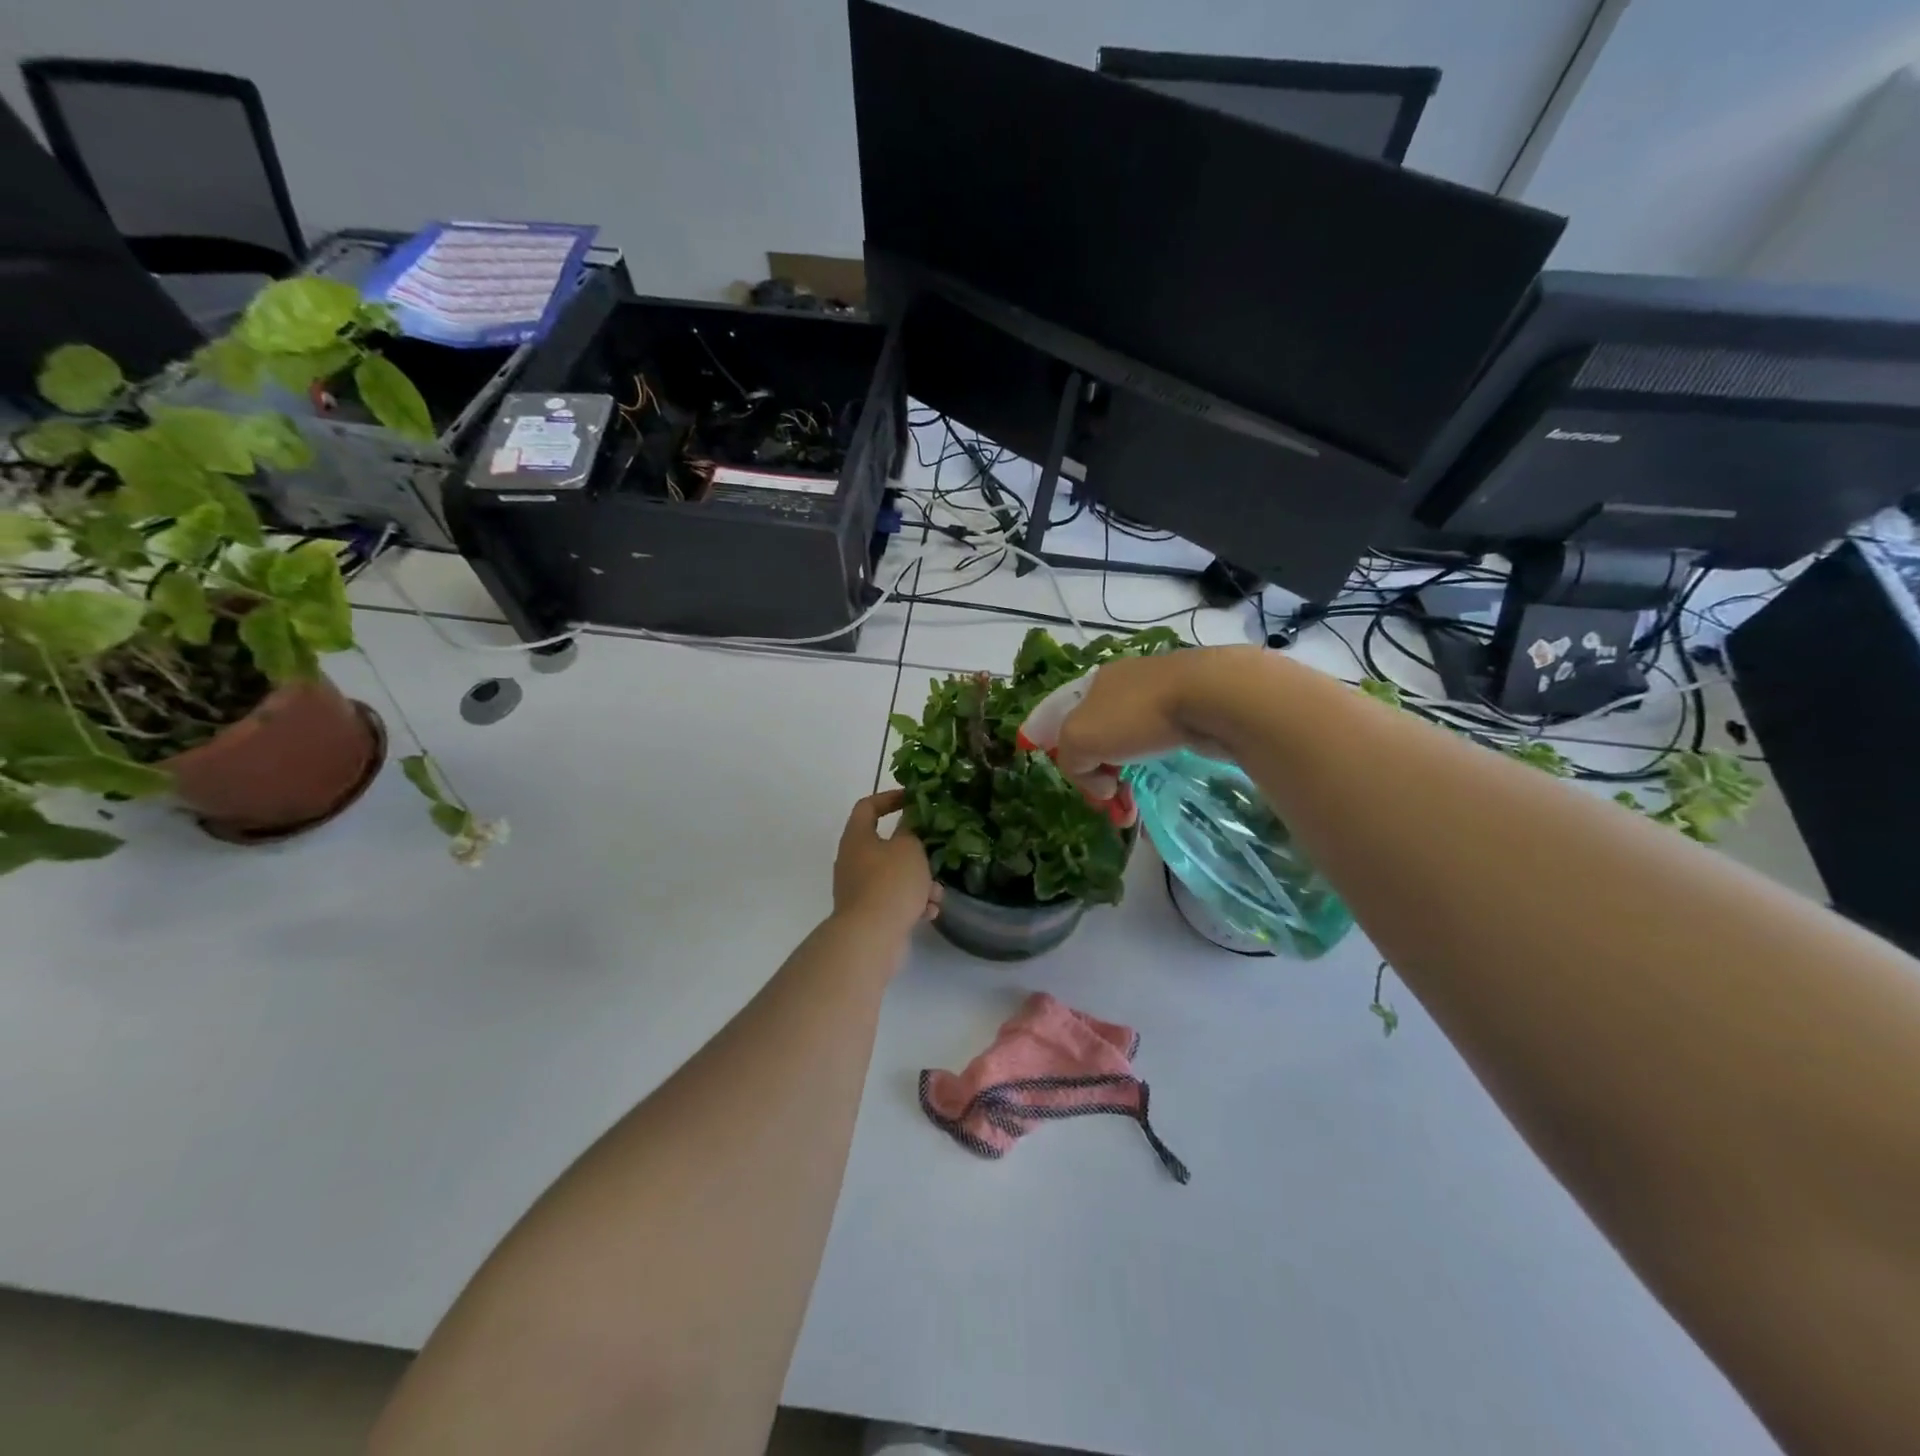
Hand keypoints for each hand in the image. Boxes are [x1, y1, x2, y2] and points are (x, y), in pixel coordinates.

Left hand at [833, 790, 940, 936]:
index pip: (867, 807)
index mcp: (857, 838)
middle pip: (884, 845)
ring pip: (893, 876)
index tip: (914, 800)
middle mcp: (853, 861)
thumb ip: (911, 830)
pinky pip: (894, 900)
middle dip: (914, 851)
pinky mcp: (869, 914)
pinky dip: (912, 903)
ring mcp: (858, 889)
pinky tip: (929, 912)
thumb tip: (908, 820)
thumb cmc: (890, 883)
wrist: (870, 937)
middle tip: (935, 851)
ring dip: (918, 881)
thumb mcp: (909, 848)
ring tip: (937, 893)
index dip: (889, 798)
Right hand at [1054, 647, 1264, 800]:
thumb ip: (1072, 762)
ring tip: (1141, 806)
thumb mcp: (1079, 740)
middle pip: (1105, 737)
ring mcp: (1164, 693)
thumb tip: (1102, 784)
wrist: (1210, 696)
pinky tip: (1168, 781)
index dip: (1075, 760)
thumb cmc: (1136, 715)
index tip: (1094, 790)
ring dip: (1134, 776)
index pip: (1072, 726)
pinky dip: (1163, 765)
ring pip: (1137, 742)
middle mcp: (1127, 684)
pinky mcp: (1196, 706)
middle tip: (1118, 806)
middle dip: (1106, 775)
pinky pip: (1167, 742)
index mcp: (1096, 684)